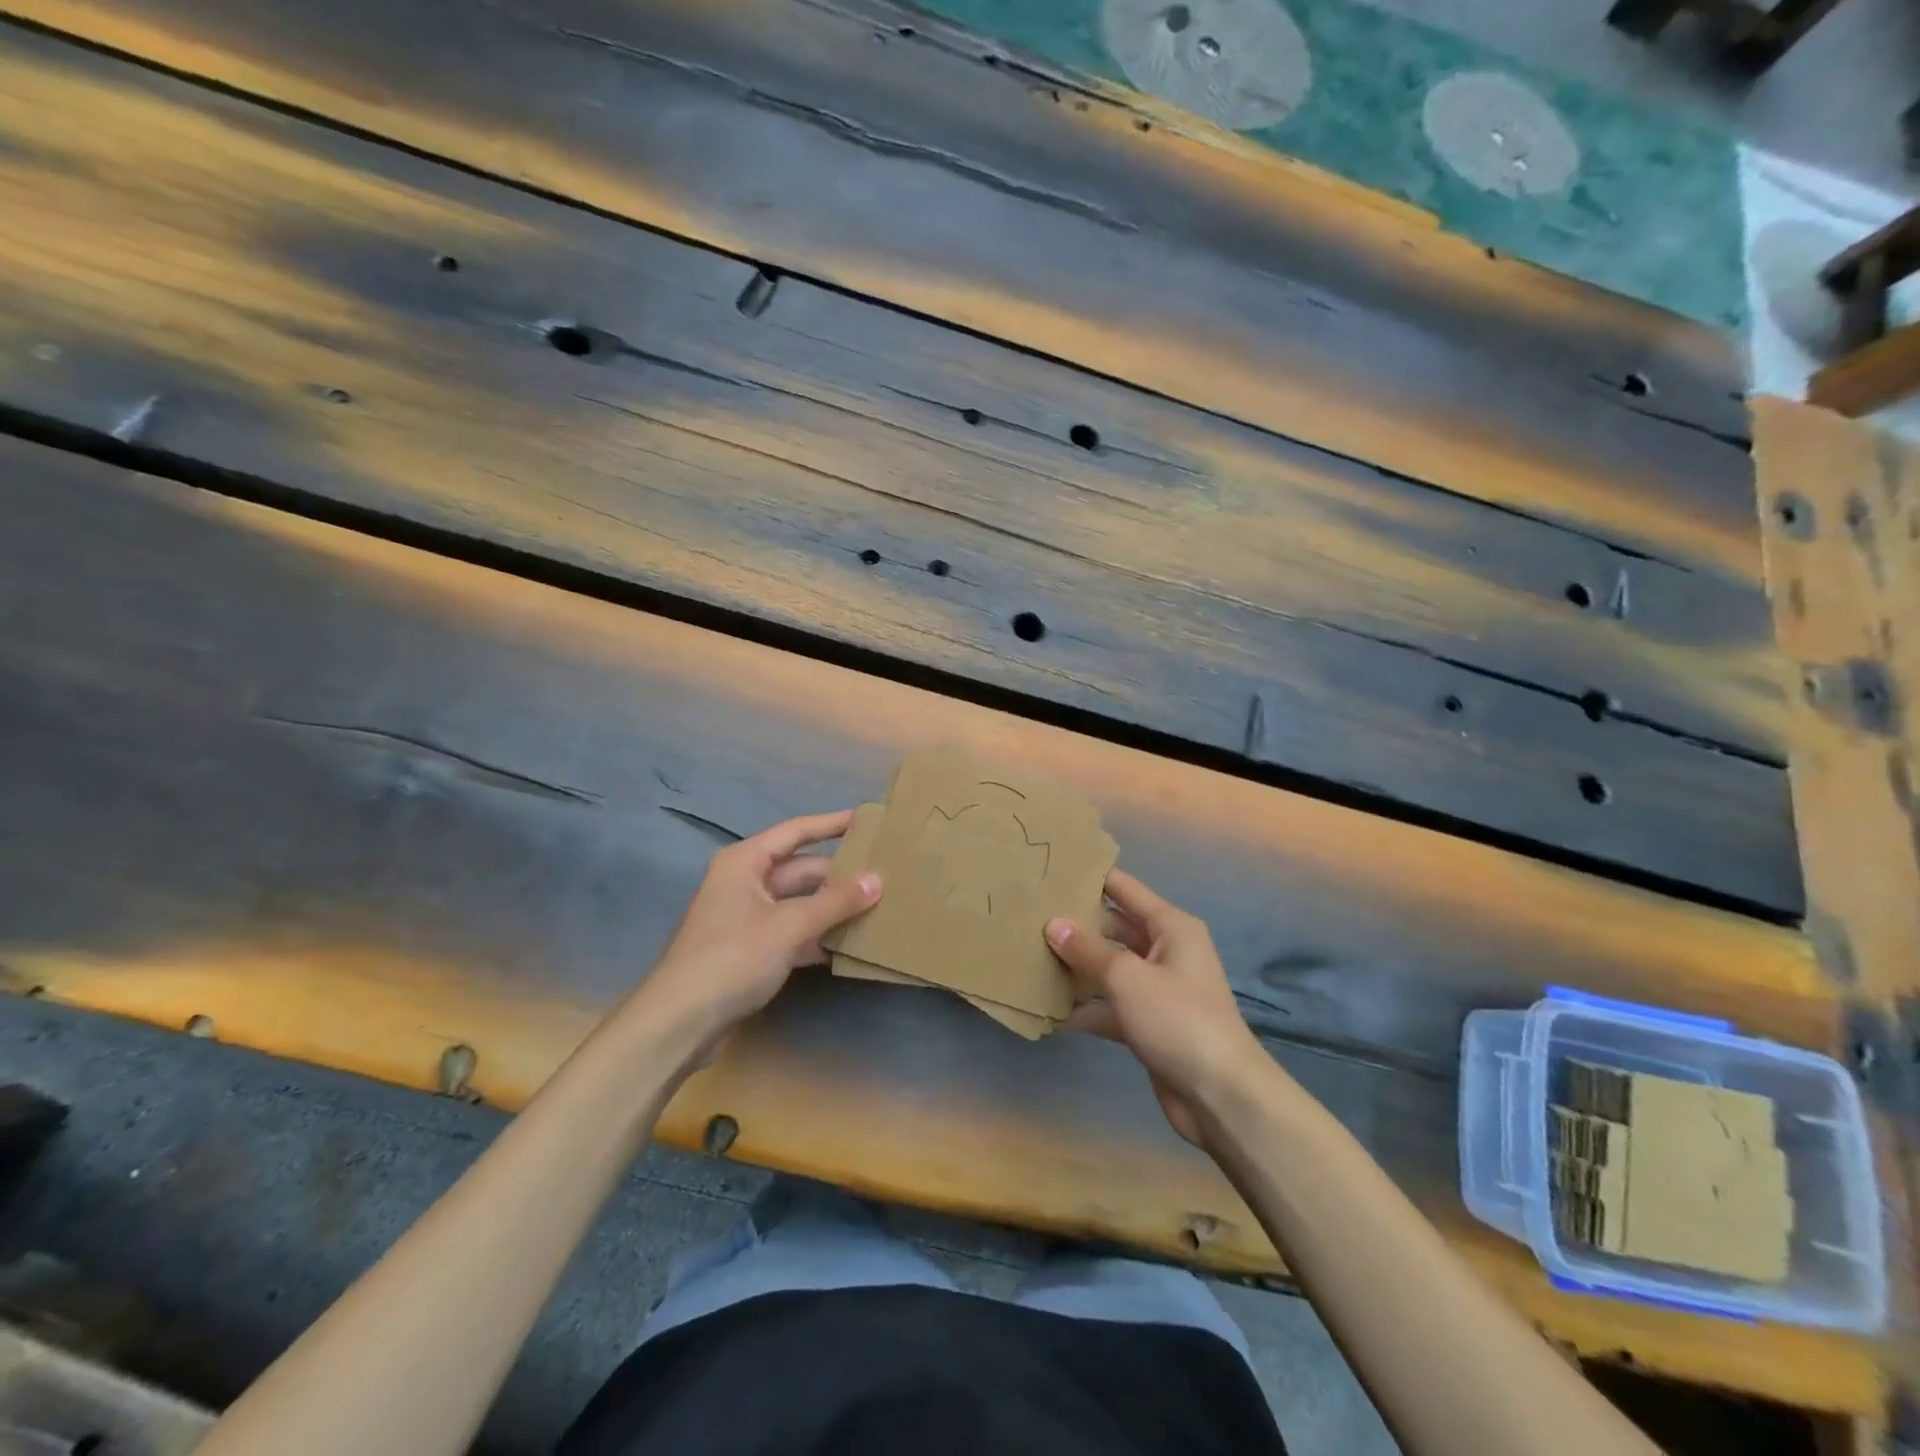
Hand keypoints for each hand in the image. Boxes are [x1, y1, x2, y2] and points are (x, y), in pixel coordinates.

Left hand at [631, 810, 880, 1064]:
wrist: (680, 1023)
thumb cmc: (732, 958)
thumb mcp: (789, 925)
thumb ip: (835, 902)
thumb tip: (878, 880)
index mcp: (745, 862)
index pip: (796, 832)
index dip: (831, 824)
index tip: (865, 820)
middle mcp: (745, 883)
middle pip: (800, 870)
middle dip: (838, 875)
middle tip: (884, 874)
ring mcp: (747, 918)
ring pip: (799, 903)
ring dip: (832, 908)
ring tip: (877, 907)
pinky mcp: (750, 951)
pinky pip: (792, 932)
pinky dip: (817, 936)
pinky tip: (849, 944)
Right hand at [1046, 870, 1266, 1145]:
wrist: (1220, 1096)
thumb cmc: (1178, 1019)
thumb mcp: (1128, 978)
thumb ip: (1087, 950)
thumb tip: (1053, 924)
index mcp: (1171, 927)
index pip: (1125, 890)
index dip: (1093, 877)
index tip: (1054, 868)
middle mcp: (1166, 951)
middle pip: (1114, 929)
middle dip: (1077, 927)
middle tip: (1030, 918)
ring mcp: (1157, 989)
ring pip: (1109, 969)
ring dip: (1077, 968)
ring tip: (1030, 958)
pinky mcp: (1148, 1024)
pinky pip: (1111, 1005)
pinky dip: (1086, 1007)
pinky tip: (1050, 1010)